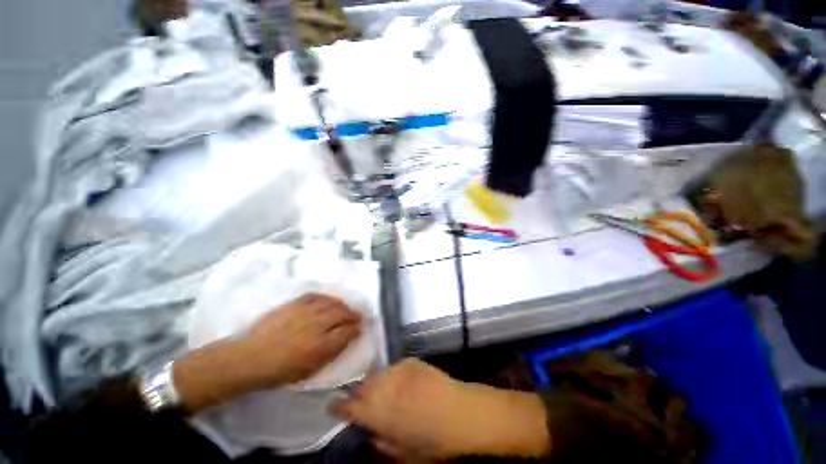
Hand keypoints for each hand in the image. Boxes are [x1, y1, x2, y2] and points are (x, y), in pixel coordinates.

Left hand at [173, 294, 361, 410]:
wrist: (250, 357)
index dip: (356, 328)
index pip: (347, 331)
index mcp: (321, 346)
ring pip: (332, 303)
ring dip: (342, 305)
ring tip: (346, 308)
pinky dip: (326, 297)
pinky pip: (316, 296)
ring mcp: (306, 312)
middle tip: (358, 316)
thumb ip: (332, 351)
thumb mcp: (309, 369)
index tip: (360, 328)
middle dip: (353, 315)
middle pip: (342, 314)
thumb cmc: (280, 370)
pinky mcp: (295, 303)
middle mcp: (316, 325)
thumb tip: (347, 337)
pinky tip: (329, 300)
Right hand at [331, 359, 549, 460]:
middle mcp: (384, 387)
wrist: (461, 412)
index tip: (331, 404)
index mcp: (378, 414)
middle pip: (362, 386)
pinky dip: (395, 376)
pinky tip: (405, 383)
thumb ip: (382, 443)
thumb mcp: (405, 454)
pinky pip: (396, 368)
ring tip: (386, 391)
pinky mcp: (411, 361)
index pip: (349, 407)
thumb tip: (371, 434)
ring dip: (377, 383)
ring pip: (378, 374)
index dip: (338, 406)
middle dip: (359, 393)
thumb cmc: (434, 442)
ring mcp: (398, 371)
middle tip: (363, 400)